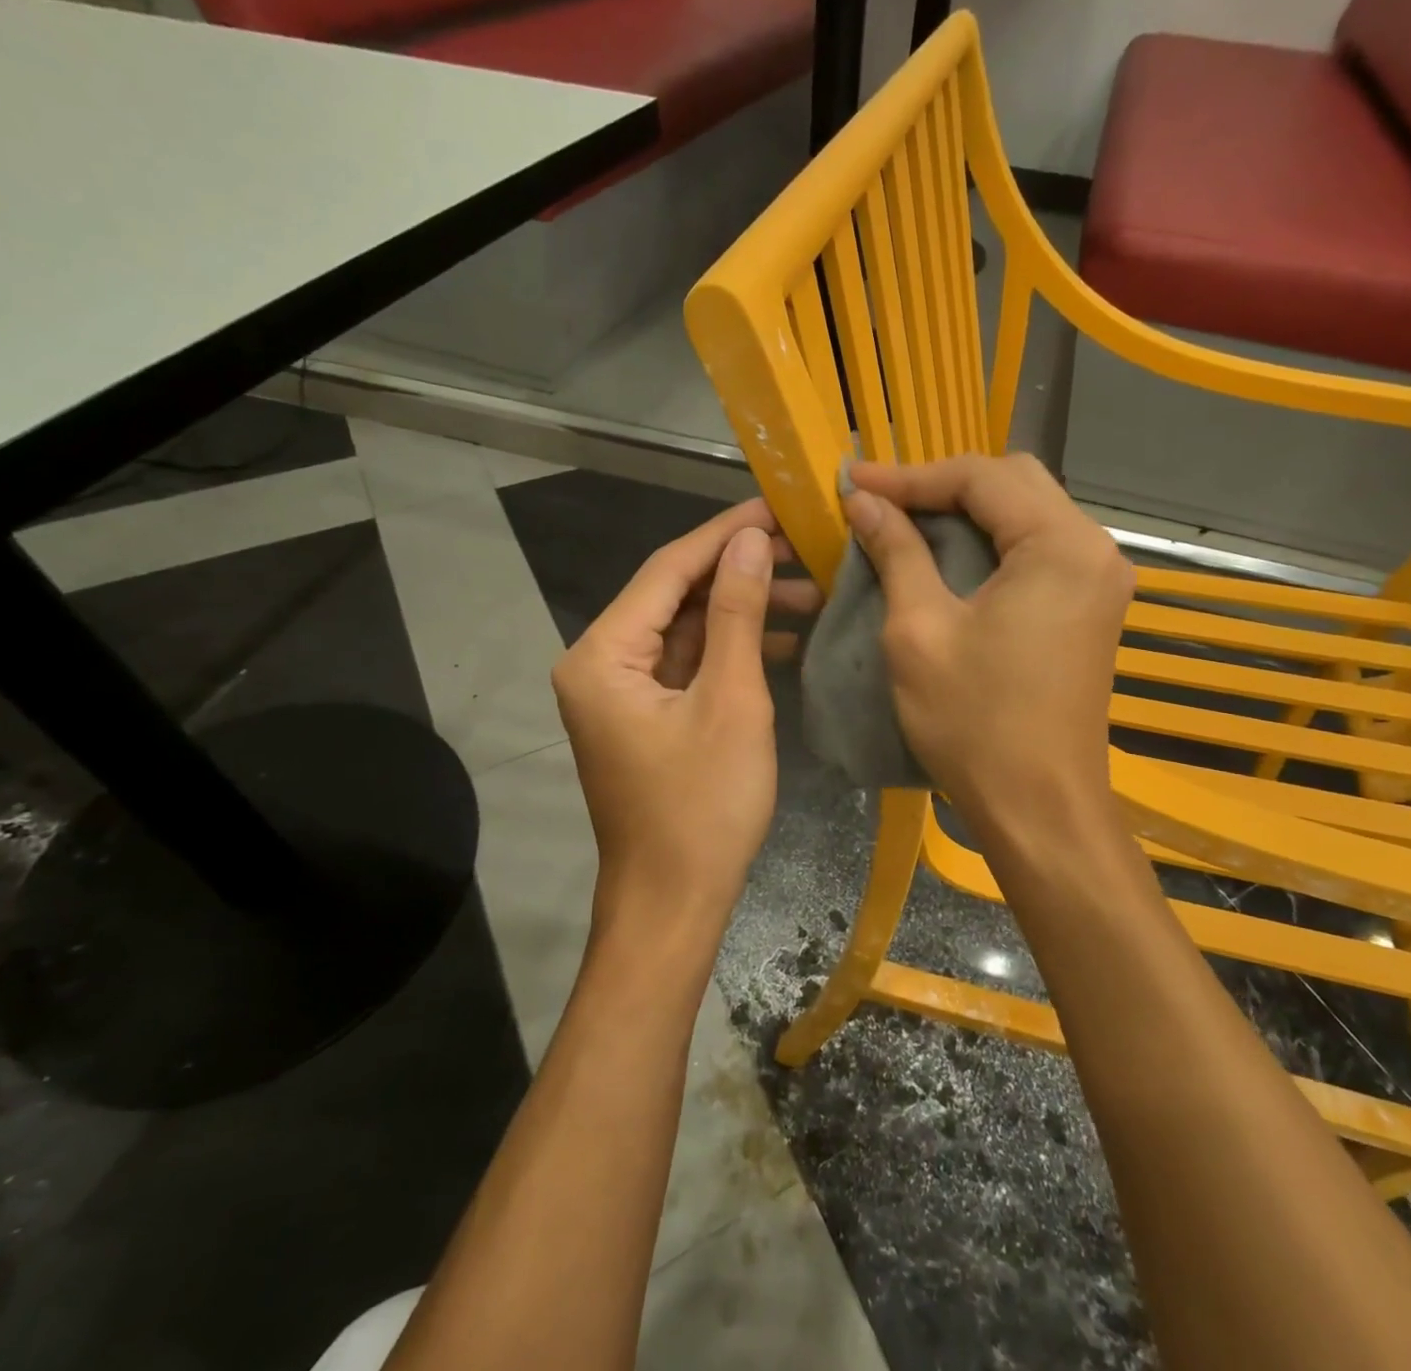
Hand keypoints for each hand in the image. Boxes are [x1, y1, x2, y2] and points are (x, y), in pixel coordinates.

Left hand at [552, 499, 820, 948]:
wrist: (674, 903)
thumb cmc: (703, 806)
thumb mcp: (730, 701)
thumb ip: (735, 613)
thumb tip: (748, 539)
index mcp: (603, 654)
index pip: (667, 569)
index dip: (724, 533)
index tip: (778, 506)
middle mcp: (600, 663)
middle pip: (674, 595)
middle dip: (739, 571)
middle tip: (804, 549)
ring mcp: (622, 692)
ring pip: (686, 629)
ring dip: (742, 610)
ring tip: (809, 592)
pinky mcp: (646, 716)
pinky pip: (689, 664)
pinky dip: (731, 649)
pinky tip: (785, 640)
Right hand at [842, 454, 1132, 822]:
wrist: (1040, 807)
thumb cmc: (975, 722)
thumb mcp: (919, 630)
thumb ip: (896, 552)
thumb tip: (863, 501)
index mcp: (1060, 544)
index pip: (981, 476)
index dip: (910, 475)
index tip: (851, 481)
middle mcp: (1094, 548)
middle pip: (1013, 482)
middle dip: (941, 485)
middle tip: (880, 501)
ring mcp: (1100, 579)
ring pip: (1027, 512)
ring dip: (965, 512)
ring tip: (903, 522)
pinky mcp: (1091, 606)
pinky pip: (1037, 548)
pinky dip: (989, 542)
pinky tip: (947, 556)